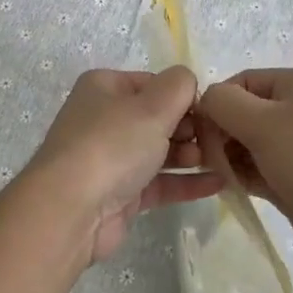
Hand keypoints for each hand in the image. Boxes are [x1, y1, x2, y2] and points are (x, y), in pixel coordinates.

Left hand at [23, 67, 225, 262]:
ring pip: (159, 150)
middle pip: (157, 117)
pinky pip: (159, 182)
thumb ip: (179, 86)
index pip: (153, 83)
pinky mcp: (120, 194)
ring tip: (221, 160)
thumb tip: (188, 83)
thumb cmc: (112, 144)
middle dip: (190, 127)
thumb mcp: (153, 105)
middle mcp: (104, 119)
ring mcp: (111, 158)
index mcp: (104, 87)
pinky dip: (186, 181)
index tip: (212, 111)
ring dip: (191, 154)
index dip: (183, 95)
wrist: (72, 209)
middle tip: (218, 139)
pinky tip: (219, 183)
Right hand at [198, 66, 292, 275]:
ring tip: (221, 177)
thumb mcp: (263, 123)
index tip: (200, 136)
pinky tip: (230, 188)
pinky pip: (259, 169)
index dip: (216, 105)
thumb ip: (223, 103)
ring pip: (248, 144)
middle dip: (221, 134)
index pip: (241, 82)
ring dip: (229, 158)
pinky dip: (242, 176)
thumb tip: (205, 105)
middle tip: (209, 162)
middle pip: (242, 112)